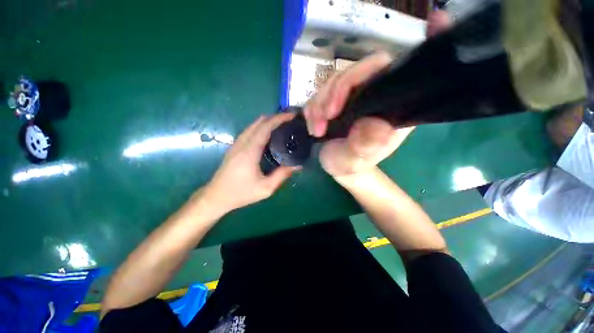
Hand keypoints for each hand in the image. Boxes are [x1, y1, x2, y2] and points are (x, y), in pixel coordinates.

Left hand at [202, 113, 299, 214]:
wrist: (216, 196)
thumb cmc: (241, 193)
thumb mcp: (265, 188)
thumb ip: (282, 175)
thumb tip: (297, 166)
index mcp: (250, 151)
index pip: (265, 127)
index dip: (279, 119)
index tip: (291, 116)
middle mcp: (242, 143)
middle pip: (259, 122)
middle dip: (275, 117)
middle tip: (289, 121)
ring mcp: (236, 144)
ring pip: (253, 125)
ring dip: (267, 121)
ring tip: (281, 125)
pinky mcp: (234, 147)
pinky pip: (249, 131)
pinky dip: (260, 127)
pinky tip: (268, 134)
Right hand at [304, 52, 413, 176]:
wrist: (338, 166)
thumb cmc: (351, 165)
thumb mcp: (355, 162)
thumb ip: (364, 147)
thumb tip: (375, 125)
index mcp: (391, 108)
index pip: (403, 72)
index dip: (424, 46)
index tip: (437, 20)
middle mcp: (375, 96)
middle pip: (357, 72)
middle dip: (335, 92)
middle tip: (325, 117)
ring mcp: (354, 97)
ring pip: (334, 82)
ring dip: (319, 104)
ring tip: (317, 128)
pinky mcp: (337, 101)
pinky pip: (321, 93)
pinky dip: (313, 108)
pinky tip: (313, 124)